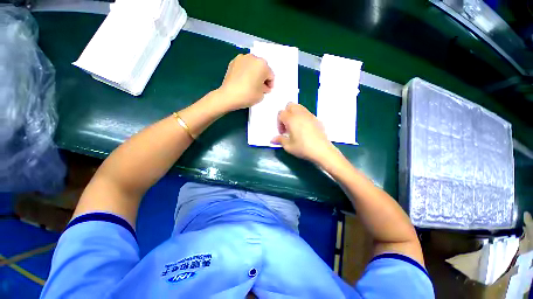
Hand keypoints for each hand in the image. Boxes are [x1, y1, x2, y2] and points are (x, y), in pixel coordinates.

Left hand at [217, 54, 273, 110]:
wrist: (228, 96)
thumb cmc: (248, 95)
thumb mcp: (261, 95)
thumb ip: (265, 88)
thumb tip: (263, 86)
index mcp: (262, 65)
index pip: (270, 75)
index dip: (270, 84)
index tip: (267, 91)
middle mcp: (253, 58)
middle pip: (261, 68)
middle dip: (262, 77)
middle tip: (260, 87)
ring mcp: (242, 58)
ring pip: (252, 66)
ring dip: (254, 73)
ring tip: (251, 83)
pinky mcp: (233, 62)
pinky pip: (243, 66)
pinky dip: (245, 72)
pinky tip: (243, 81)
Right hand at [272, 103, 337, 163]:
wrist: (322, 150)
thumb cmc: (303, 148)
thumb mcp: (288, 146)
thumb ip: (280, 140)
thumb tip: (272, 139)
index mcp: (291, 119)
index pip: (281, 113)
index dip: (279, 122)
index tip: (282, 133)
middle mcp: (300, 114)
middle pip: (290, 105)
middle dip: (286, 114)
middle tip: (287, 126)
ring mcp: (309, 115)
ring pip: (299, 107)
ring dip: (294, 114)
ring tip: (295, 126)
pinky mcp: (316, 118)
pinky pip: (306, 113)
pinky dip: (302, 117)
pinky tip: (304, 129)